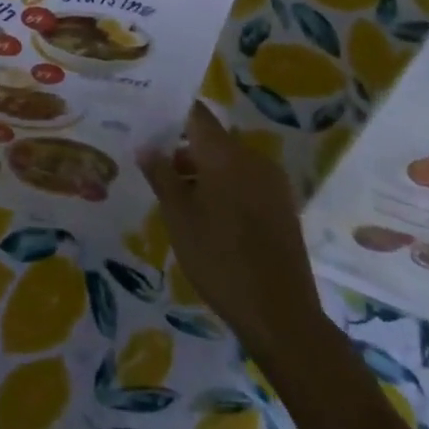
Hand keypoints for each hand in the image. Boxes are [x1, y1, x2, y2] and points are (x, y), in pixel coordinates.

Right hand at [139, 101, 324, 354]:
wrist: (281, 316)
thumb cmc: (219, 259)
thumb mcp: (178, 216)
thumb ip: (160, 174)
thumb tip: (145, 145)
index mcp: (225, 154)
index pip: (196, 113)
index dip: (170, 112)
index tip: (147, 119)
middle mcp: (252, 159)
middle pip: (212, 139)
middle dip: (182, 148)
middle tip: (154, 165)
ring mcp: (273, 183)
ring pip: (229, 162)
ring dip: (203, 171)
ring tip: (176, 195)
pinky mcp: (283, 207)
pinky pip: (246, 182)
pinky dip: (224, 187)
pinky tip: (207, 214)